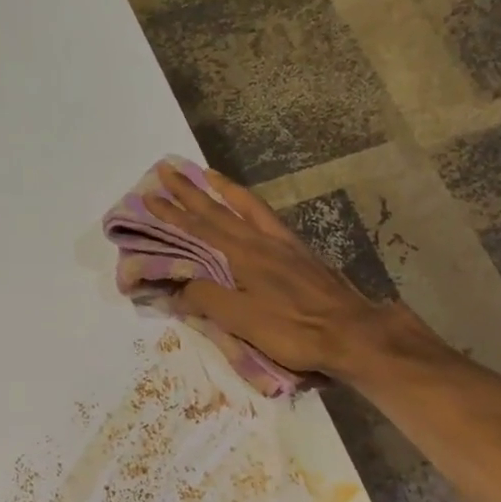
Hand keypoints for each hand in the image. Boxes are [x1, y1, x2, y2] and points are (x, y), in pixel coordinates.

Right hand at [147, 163, 392, 378]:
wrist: (351, 332)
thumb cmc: (294, 330)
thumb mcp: (243, 321)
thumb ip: (207, 299)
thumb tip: (176, 287)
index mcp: (243, 256)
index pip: (199, 229)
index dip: (172, 214)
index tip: (149, 196)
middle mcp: (260, 241)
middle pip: (219, 211)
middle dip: (190, 191)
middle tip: (168, 169)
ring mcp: (284, 244)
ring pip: (247, 207)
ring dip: (223, 190)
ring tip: (208, 174)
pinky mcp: (301, 252)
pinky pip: (267, 218)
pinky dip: (250, 205)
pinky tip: (250, 209)